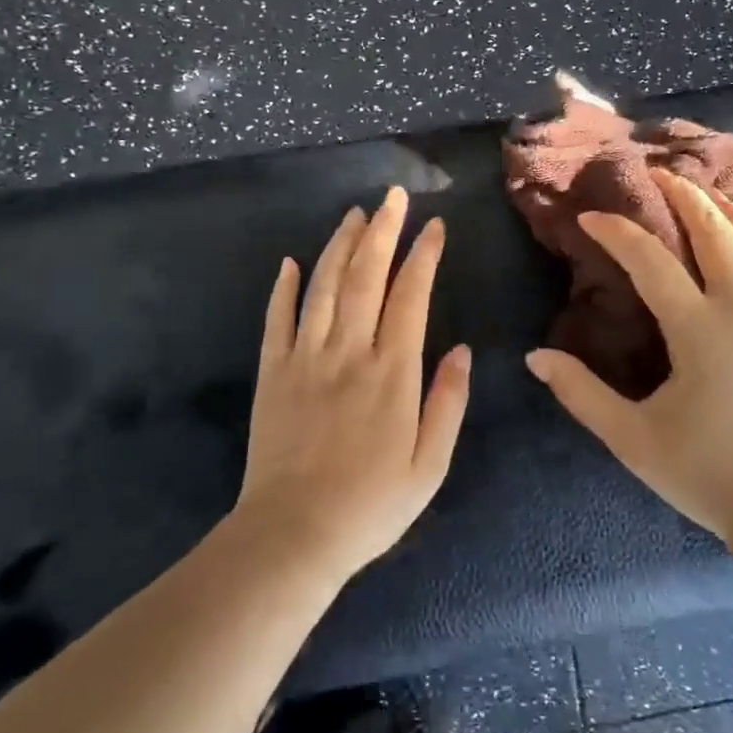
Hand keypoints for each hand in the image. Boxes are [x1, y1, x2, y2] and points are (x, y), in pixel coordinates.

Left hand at [235, 186, 470, 583]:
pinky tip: (291, 262)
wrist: (292, 536)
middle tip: (393, 197)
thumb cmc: (371, 505)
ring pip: (322, 287)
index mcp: (392, 372)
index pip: (410, 296)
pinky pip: (276, 320)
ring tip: (355, 215)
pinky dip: (284, 288)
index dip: (423, 256)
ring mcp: (305, 359)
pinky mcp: (272, 374)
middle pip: (365, 277)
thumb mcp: (430, 465)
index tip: (435, 226)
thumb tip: (460, 349)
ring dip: (339, 246)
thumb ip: (448, 403)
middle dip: (383, 231)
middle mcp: (349, 353)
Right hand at [526, 168, 732, 547]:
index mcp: (700, 330)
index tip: (592, 216)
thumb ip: (582, 394)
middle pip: (715, 231)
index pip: (652, 262)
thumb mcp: (633, 439)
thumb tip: (536, 357)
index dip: (618, 233)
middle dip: (684, 196)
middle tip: (658, 174)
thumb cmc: (708, 473)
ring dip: (726, 208)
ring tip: (704, 188)